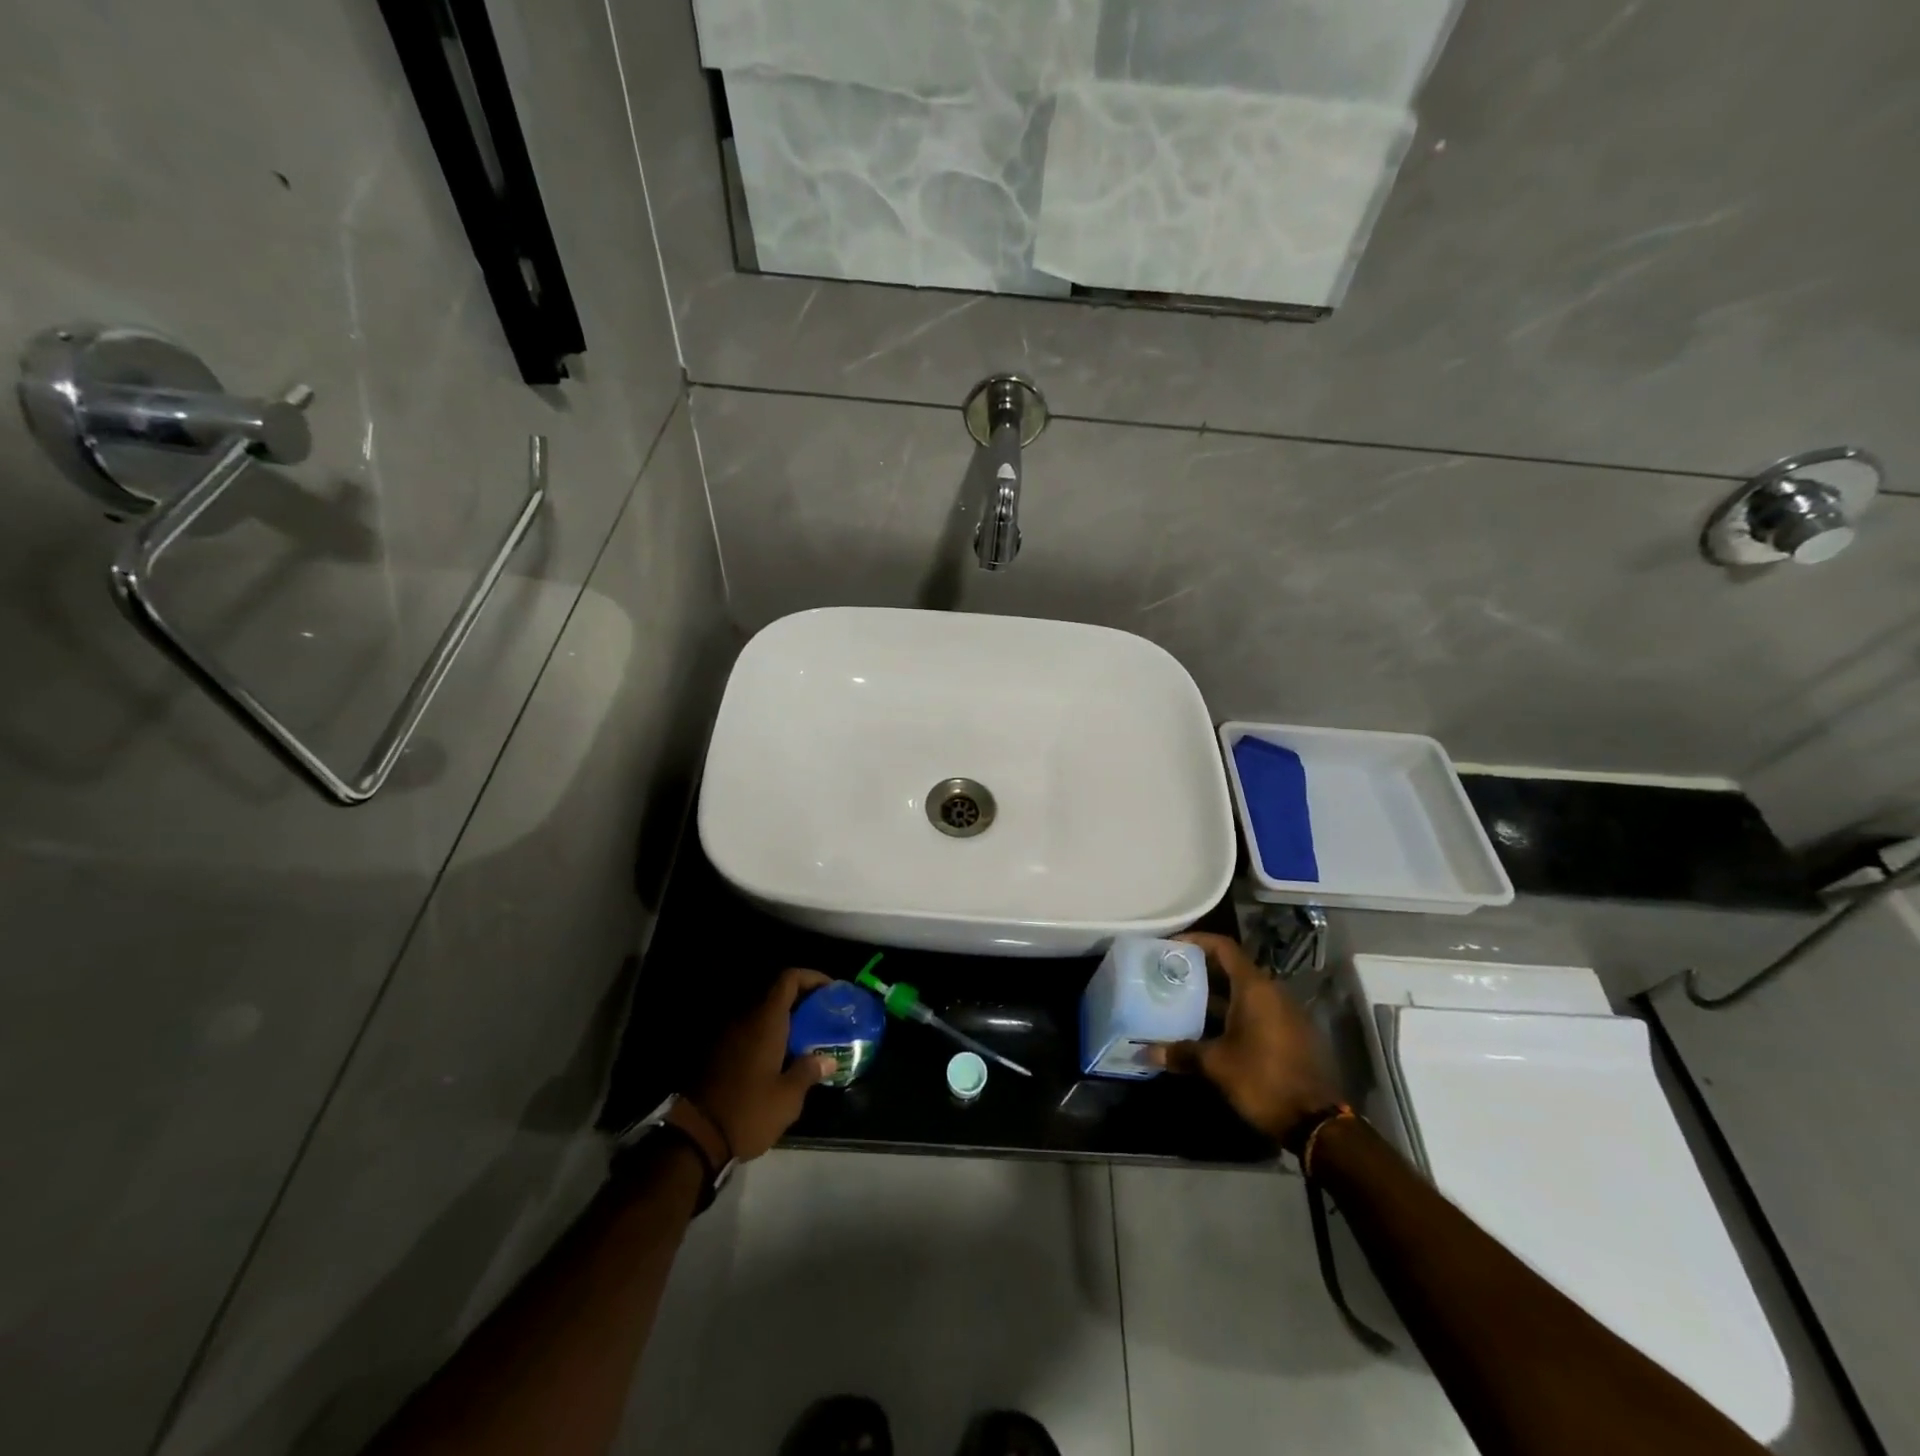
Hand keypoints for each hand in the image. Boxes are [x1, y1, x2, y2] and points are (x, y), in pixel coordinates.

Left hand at [695, 967, 835, 1160]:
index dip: (811, 977)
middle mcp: (745, 1019)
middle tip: (822, 1016)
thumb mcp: (788, 1098)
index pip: (788, 979)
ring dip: (783, 1018)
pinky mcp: (716, 1053)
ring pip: (761, 1013)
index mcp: (765, 1021)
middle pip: (775, 993)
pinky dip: (767, 1034)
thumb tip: (828, 1059)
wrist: (695, 1137)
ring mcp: (727, 1035)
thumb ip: (809, 1071)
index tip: (830, 991)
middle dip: (801, 999)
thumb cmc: (748, 1111)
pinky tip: (779, 1057)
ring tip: (805, 1037)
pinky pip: (748, 1031)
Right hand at [1152, 932, 1342, 1143]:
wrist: (1315, 1122)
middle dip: (1199, 970)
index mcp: (1255, 988)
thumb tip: (1144, 1052)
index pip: (1223, 947)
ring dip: (1214, 994)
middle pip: (1231, 968)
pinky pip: (1255, 1010)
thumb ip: (1180, 1052)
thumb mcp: (1216, 1065)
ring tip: (1181, 1002)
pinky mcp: (1290, 1033)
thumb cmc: (1262, 1080)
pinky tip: (1208, 1030)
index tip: (1170, 947)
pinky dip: (1231, 1012)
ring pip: (1242, 991)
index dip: (1196, 941)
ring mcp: (1284, 1013)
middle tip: (1169, 976)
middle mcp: (1272, 992)